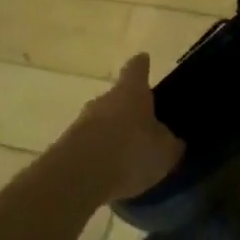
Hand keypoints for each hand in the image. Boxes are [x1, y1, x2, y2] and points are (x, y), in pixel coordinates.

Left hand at [67, 54, 184, 203]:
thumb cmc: (131, 152)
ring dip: (113, 134)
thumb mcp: (165, 151)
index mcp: (131, 92)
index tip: (144, 59)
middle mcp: (104, 100)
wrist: (78, 179)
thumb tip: (172, 140)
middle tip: (144, 124)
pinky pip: (90, 146)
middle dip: (129, 109)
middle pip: (117, 98)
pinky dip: (100, 155)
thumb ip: (170, 143)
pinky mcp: (66, 147)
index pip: (136, 69)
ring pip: (102, 122)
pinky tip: (111, 173)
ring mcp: (82, 123)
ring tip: (128, 154)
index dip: (141, 65)